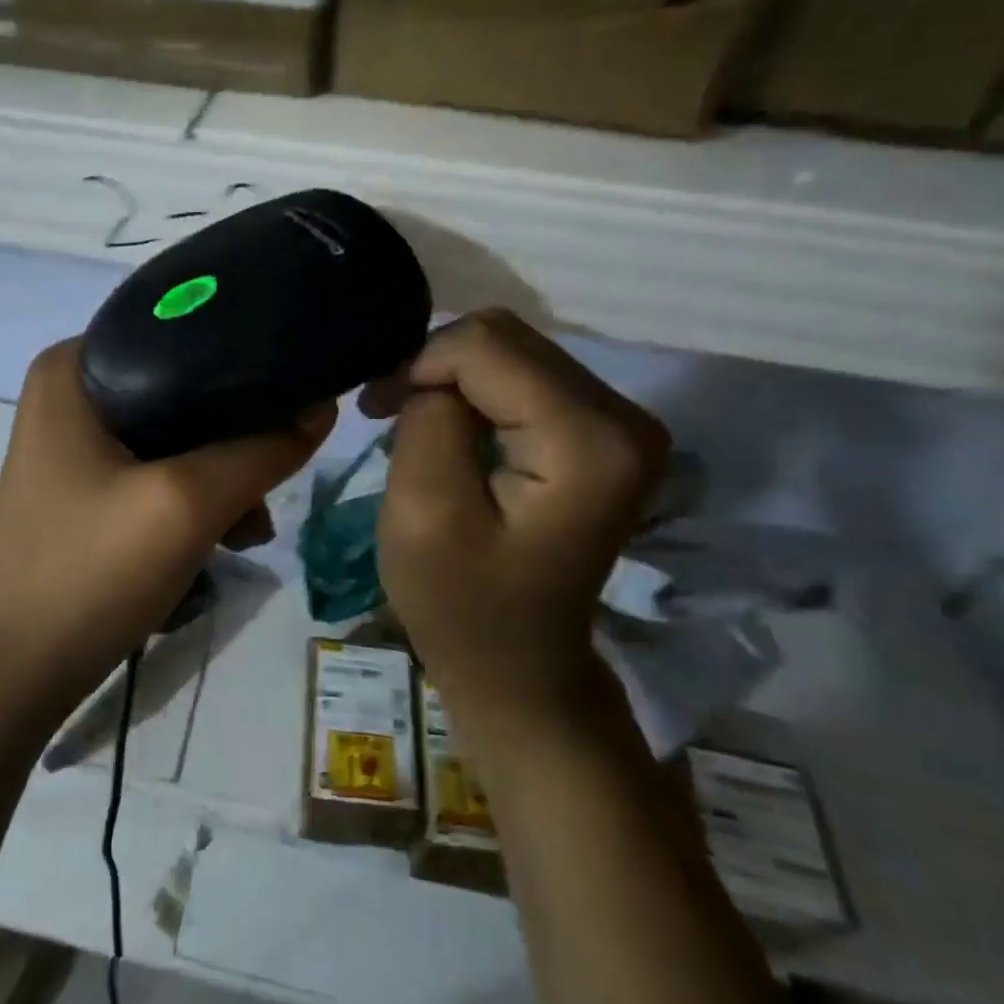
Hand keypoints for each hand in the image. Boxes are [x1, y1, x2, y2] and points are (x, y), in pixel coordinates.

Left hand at [0, 339, 334, 714]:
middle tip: (270, 486)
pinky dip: (195, 501)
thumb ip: (261, 450)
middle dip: (237, 439)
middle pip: (185, 390)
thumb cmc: (88, 574)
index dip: (245, 361)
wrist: (14, 674)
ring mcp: (76, 444)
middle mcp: (71, 393)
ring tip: (249, 531)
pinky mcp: (87, 488)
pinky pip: (159, 473)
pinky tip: (222, 541)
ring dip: (223, 479)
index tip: (296, 396)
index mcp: (73, 367)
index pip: (180, 331)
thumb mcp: (186, 505)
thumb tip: (324, 406)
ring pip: (179, 437)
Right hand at [366, 310, 668, 704]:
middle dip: (435, 366)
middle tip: (385, 410)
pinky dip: (476, 392)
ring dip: (452, 378)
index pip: (488, 347)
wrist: (519, 665)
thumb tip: (434, 374)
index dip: (420, 365)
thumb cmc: (461, 604)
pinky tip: (448, 426)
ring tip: (409, 420)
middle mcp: (626, 417)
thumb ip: (428, 420)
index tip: (378, 411)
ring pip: (514, 351)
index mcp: (589, 441)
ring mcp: (623, 424)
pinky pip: (526, 377)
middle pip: (508, 338)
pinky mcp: (605, 434)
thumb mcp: (422, 511)